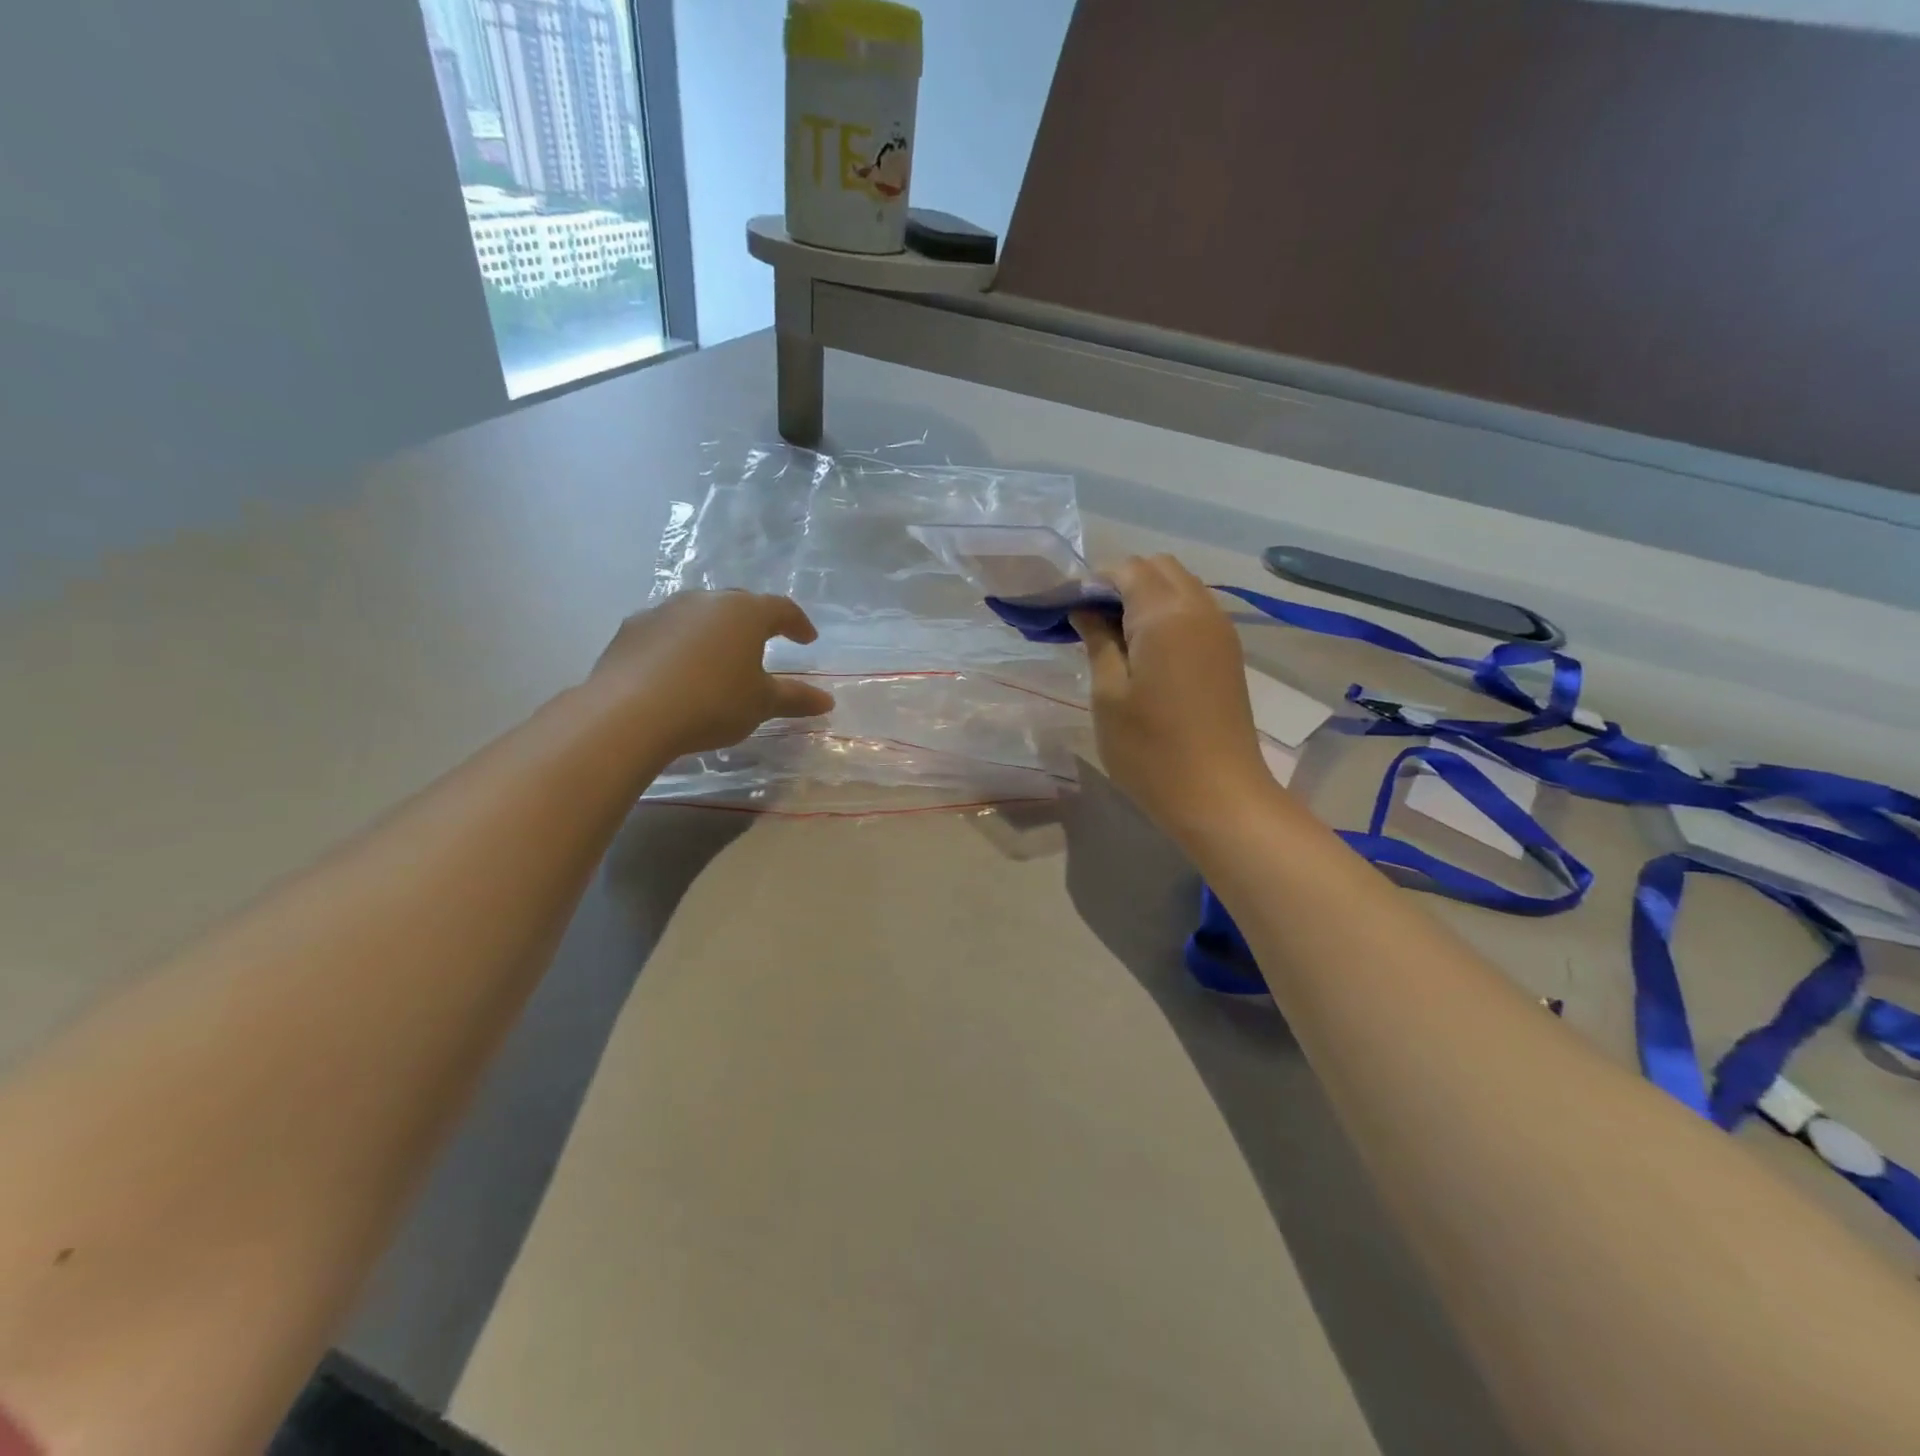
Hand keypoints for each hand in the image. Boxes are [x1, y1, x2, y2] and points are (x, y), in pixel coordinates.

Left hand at [590, 591, 835, 759]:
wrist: (630, 713)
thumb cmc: (712, 702)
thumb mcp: (761, 704)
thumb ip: (794, 698)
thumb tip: (827, 701)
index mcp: (744, 612)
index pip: (781, 608)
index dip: (798, 624)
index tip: (808, 639)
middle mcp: (705, 600)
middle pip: (738, 604)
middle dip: (755, 622)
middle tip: (765, 642)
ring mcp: (663, 610)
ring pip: (699, 614)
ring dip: (714, 631)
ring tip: (719, 656)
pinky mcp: (631, 628)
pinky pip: (667, 630)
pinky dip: (680, 644)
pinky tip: (678, 669)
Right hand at [1071, 556, 1277, 843]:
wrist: (1218, 795)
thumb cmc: (1150, 750)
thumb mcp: (1108, 695)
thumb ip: (1098, 641)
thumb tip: (1086, 610)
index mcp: (1165, 614)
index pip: (1126, 569)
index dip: (1093, 582)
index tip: (1067, 611)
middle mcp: (1199, 608)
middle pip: (1158, 568)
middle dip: (1121, 583)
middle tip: (1090, 623)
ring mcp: (1220, 630)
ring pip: (1180, 586)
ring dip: (1146, 597)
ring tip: (1115, 638)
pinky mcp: (1227, 652)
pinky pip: (1194, 610)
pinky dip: (1167, 614)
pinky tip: (1146, 651)